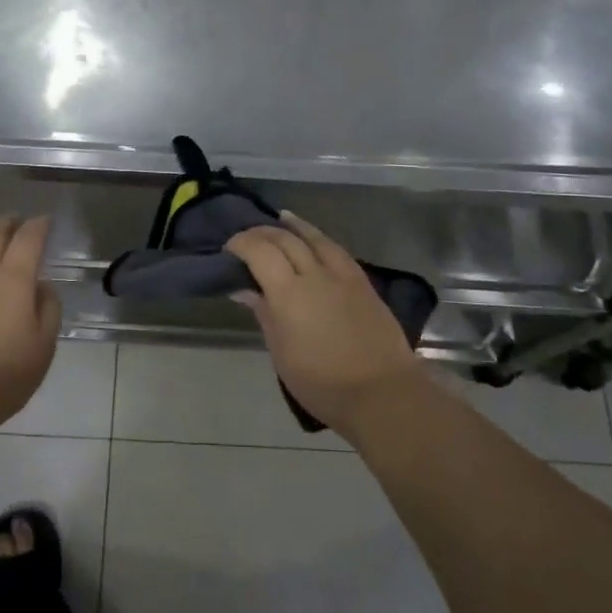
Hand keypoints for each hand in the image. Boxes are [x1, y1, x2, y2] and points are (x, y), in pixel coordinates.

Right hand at [227, 213, 426, 438]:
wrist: (381, 393)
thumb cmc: (322, 382)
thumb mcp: (281, 352)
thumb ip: (264, 313)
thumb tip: (245, 289)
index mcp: (289, 293)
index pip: (260, 252)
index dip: (241, 243)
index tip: (229, 248)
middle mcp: (315, 275)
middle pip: (285, 240)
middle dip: (262, 233)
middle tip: (247, 238)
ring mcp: (343, 276)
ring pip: (315, 238)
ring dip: (294, 226)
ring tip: (281, 219)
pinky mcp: (363, 283)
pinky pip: (336, 250)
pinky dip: (319, 238)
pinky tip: (315, 240)